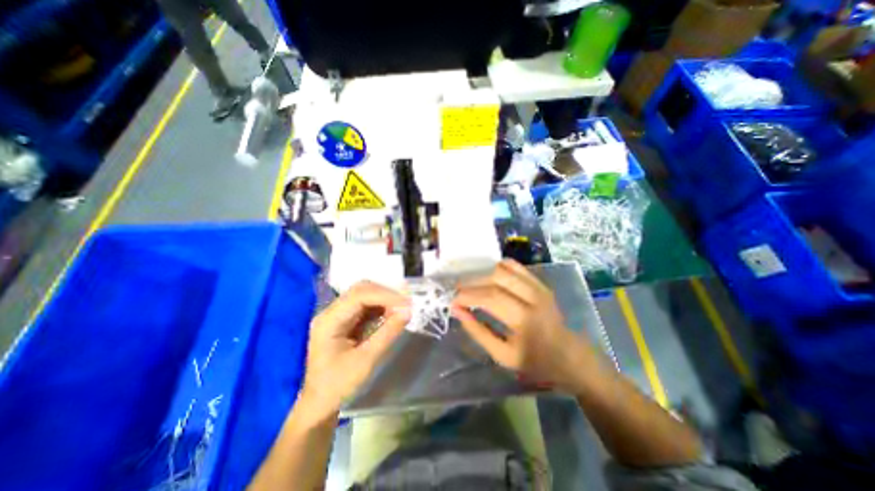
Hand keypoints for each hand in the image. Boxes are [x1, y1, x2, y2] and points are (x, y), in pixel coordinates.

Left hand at [298, 280, 409, 420]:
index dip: (385, 295)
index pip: (359, 296)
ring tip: (402, 309)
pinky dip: (381, 307)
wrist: (319, 404)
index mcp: (329, 321)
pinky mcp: (345, 320)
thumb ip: (388, 333)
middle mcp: (331, 312)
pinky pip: (366, 305)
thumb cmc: (338, 386)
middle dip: (386, 294)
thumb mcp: (366, 361)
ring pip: (365, 295)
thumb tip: (408, 311)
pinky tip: (392, 313)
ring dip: (385, 299)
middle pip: (361, 290)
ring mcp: (337, 314)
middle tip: (406, 304)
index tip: (407, 303)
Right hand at [451, 259, 602, 392]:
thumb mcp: (503, 355)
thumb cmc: (536, 362)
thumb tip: (457, 311)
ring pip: (505, 268)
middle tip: (458, 290)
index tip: (453, 300)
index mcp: (524, 320)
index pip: (489, 297)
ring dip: (483, 273)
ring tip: (471, 283)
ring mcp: (539, 287)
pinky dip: (498, 267)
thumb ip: (478, 331)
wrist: (571, 356)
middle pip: (496, 277)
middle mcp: (532, 297)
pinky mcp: (540, 283)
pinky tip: (488, 276)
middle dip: (472, 281)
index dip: (467, 295)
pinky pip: (516, 266)